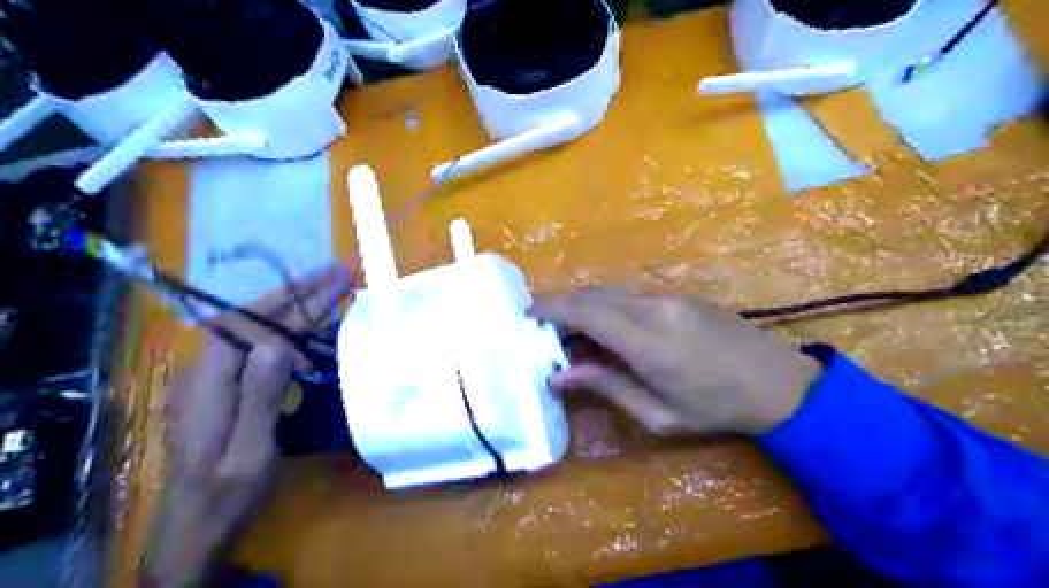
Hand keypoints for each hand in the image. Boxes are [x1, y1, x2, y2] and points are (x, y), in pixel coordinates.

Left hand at [144, 264, 356, 587]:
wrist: (196, 527)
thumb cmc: (226, 493)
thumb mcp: (249, 452)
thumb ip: (260, 397)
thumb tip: (278, 343)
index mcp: (209, 382)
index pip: (251, 323)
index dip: (292, 300)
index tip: (329, 283)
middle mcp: (208, 370)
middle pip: (256, 318)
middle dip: (299, 293)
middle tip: (340, 273)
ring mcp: (217, 378)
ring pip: (260, 330)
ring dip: (297, 307)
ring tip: (334, 290)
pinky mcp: (228, 389)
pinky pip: (262, 348)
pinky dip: (292, 330)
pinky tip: (313, 327)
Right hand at [535, 290, 818, 436]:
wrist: (778, 383)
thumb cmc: (715, 409)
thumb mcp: (658, 414)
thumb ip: (606, 386)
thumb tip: (559, 375)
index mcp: (648, 342)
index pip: (586, 312)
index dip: (551, 308)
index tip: (528, 315)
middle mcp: (655, 308)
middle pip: (594, 294)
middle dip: (563, 306)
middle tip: (547, 331)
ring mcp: (670, 297)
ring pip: (612, 292)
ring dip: (586, 306)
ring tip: (575, 335)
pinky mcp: (681, 295)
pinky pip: (633, 295)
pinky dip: (610, 307)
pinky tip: (611, 330)